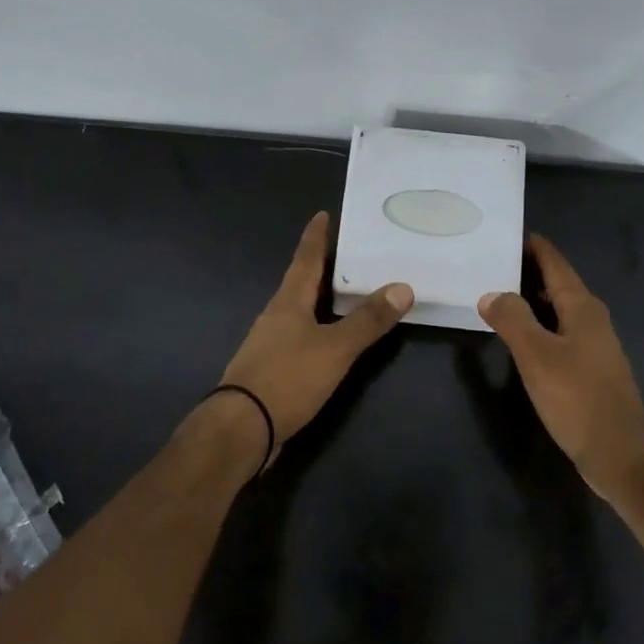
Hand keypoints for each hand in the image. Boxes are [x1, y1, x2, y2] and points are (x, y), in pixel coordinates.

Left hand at [212, 211, 412, 468]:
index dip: (316, 237)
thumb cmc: (287, 378)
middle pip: (301, 282)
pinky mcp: (271, 369)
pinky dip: (318, 328)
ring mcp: (270, 343)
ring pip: (299, 310)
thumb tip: (403, 287)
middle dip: (322, 267)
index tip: (323, 214)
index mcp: (288, 302)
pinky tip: (329, 338)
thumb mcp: (335, 348)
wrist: (241, 429)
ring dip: (320, 298)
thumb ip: (368, 321)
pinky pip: (299, 336)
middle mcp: (276, 315)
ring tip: (345, 292)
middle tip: (347, 252)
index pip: (305, 259)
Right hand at [478, 233, 643, 499]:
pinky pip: (560, 332)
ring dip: (532, 299)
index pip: (555, 263)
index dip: (534, 246)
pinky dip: (539, 324)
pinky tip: (520, 336)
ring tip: (498, 293)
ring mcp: (594, 345)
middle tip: (492, 261)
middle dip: (528, 271)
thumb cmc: (577, 399)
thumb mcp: (537, 355)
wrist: (619, 454)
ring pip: (559, 309)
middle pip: (558, 284)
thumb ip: (512, 319)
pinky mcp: (590, 370)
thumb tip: (491, 293)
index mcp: (583, 308)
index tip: (508, 232)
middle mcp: (592, 319)